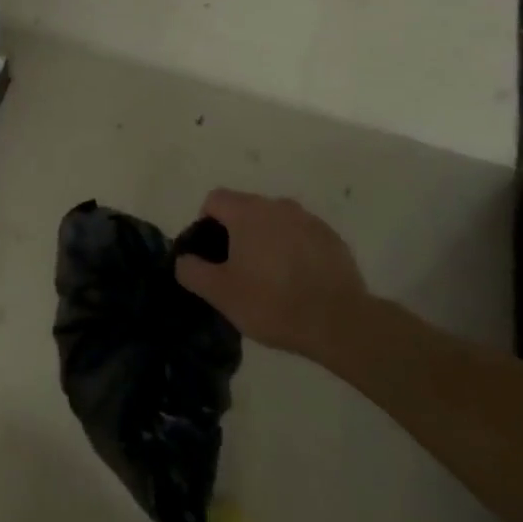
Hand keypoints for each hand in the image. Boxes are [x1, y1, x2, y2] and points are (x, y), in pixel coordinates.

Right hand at [174, 190, 369, 355]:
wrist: (338, 322)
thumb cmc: (271, 302)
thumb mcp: (219, 293)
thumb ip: (192, 270)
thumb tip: (184, 259)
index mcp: (247, 212)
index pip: (215, 199)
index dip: (206, 223)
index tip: (212, 255)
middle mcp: (278, 206)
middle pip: (245, 208)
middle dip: (236, 232)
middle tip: (238, 270)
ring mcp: (308, 219)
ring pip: (275, 222)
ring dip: (266, 240)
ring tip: (270, 278)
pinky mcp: (332, 238)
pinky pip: (301, 235)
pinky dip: (293, 250)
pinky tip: (297, 281)